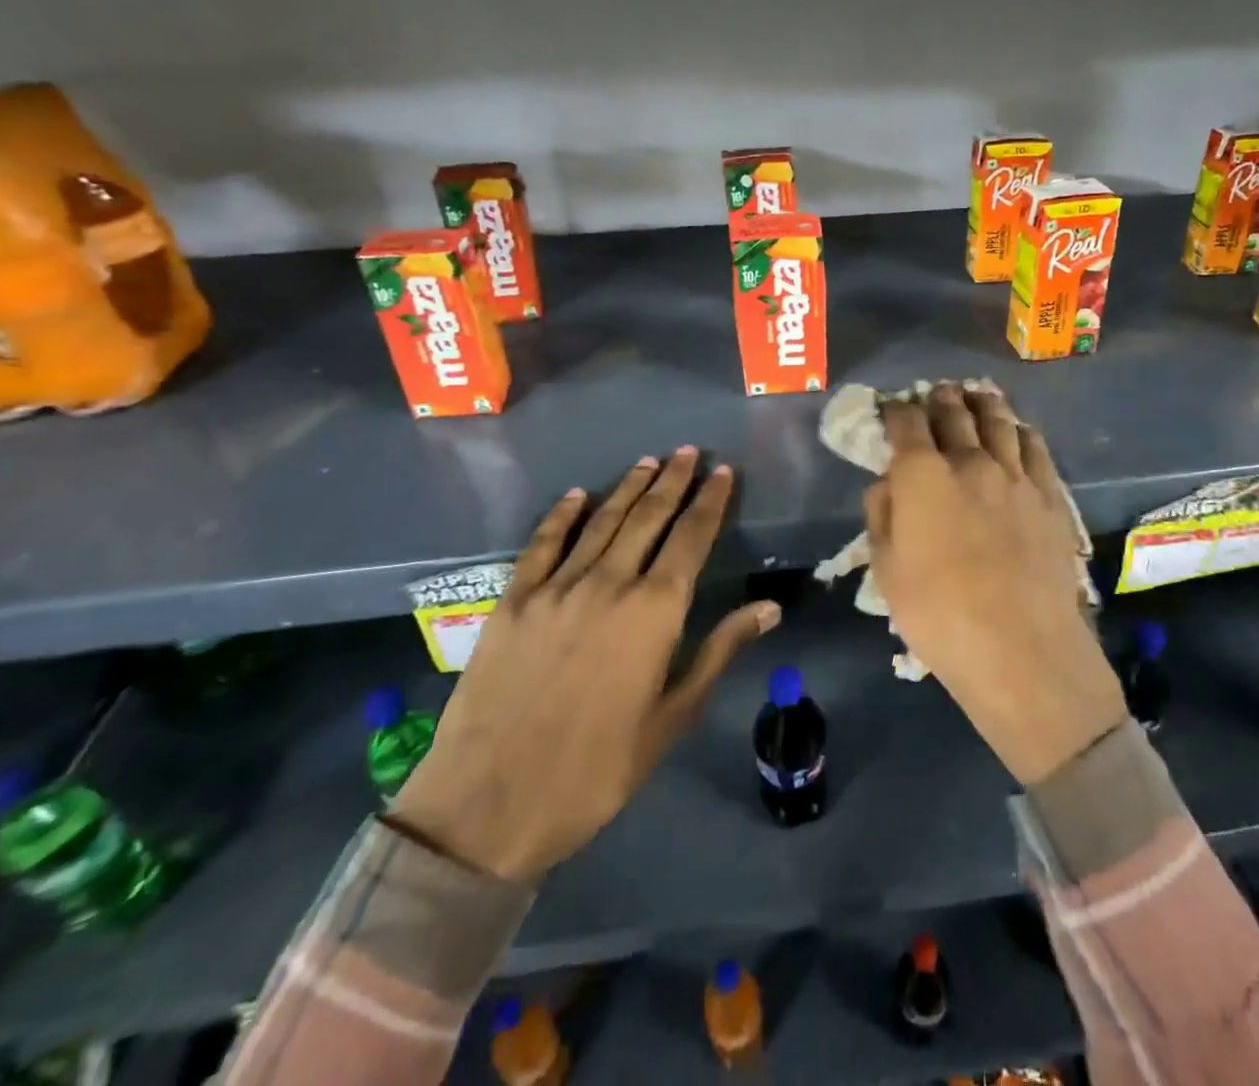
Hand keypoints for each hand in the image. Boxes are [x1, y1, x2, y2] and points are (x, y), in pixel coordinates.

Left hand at [389, 448, 778, 881]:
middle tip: (689, 451)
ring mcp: (556, 588)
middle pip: (648, 518)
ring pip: (601, 522)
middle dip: (673, 481)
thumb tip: (769, 607)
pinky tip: (577, 495)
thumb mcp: (671, 718)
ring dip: (628, 487)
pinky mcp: (513, 601)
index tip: (723, 473)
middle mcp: (609, 584)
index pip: (691, 539)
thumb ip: (719, 651)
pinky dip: (562, 515)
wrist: (489, 807)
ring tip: (649, 462)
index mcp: (654, 612)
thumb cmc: (596, 771)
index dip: (710, 502)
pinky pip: (542, 544)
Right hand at [865, 384, 1124, 785]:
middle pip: (953, 414)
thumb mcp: (886, 570)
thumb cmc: (938, 614)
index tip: (892, 408)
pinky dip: (1020, 430)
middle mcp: (969, 461)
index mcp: (922, 475)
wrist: (1020, 647)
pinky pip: (1035, 447)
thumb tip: (887, 482)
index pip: (906, 423)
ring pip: (998, 421)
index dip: (896, 410)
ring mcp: (1015, 474)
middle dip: (939, 399)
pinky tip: (1017, 430)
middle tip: (935, 393)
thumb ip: (882, 515)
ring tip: (975, 396)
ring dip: (982, 404)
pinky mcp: (1049, 494)